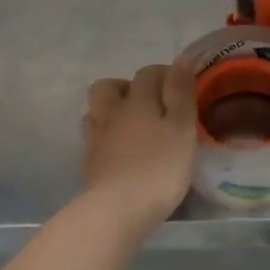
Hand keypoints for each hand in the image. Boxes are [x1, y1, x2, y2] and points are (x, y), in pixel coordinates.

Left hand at [80, 64, 196, 235]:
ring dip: (112, 111)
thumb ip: (181, 93)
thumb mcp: (182, 128)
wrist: (116, 212)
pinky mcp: (88, 163)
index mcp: (138, 101)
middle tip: (149, 104)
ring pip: (97, 111)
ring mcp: (96, 139)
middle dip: (127, 87)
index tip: (180, 87)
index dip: (164, 75)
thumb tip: (181, 58)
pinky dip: (105, 138)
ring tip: (131, 126)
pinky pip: (93, 139)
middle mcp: (113, 113)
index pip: (148, 74)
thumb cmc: (159, 168)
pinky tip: (119, 151)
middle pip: (109, 86)